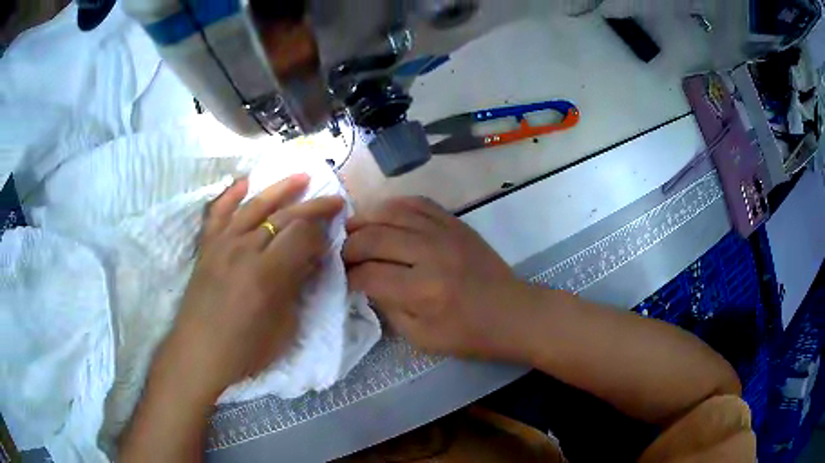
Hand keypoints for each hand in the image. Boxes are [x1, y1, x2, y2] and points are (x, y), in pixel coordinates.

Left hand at [161, 174, 344, 401]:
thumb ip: (297, 288)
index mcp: (267, 274)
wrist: (199, 354)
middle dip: (314, 206)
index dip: (322, 235)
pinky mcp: (207, 246)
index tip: (329, 243)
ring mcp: (222, 244)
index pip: (303, 236)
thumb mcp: (284, 327)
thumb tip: (310, 261)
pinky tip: (244, 182)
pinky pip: (218, 212)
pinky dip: (231, 195)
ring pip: (254, 205)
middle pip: (284, 216)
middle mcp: (244, 249)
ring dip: (280, 189)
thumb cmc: (245, 350)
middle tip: (334, 200)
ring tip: (301, 177)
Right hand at [343, 197, 535, 360]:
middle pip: (374, 237)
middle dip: (349, 246)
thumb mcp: (421, 337)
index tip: (342, 280)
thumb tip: (364, 283)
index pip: (368, 273)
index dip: (348, 277)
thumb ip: (388, 308)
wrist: (512, 313)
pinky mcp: (455, 223)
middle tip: (341, 255)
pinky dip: (394, 206)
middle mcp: (430, 253)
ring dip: (366, 219)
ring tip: (353, 230)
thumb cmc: (468, 334)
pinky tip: (382, 215)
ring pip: (392, 212)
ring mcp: (444, 232)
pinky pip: (417, 203)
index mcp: (422, 290)